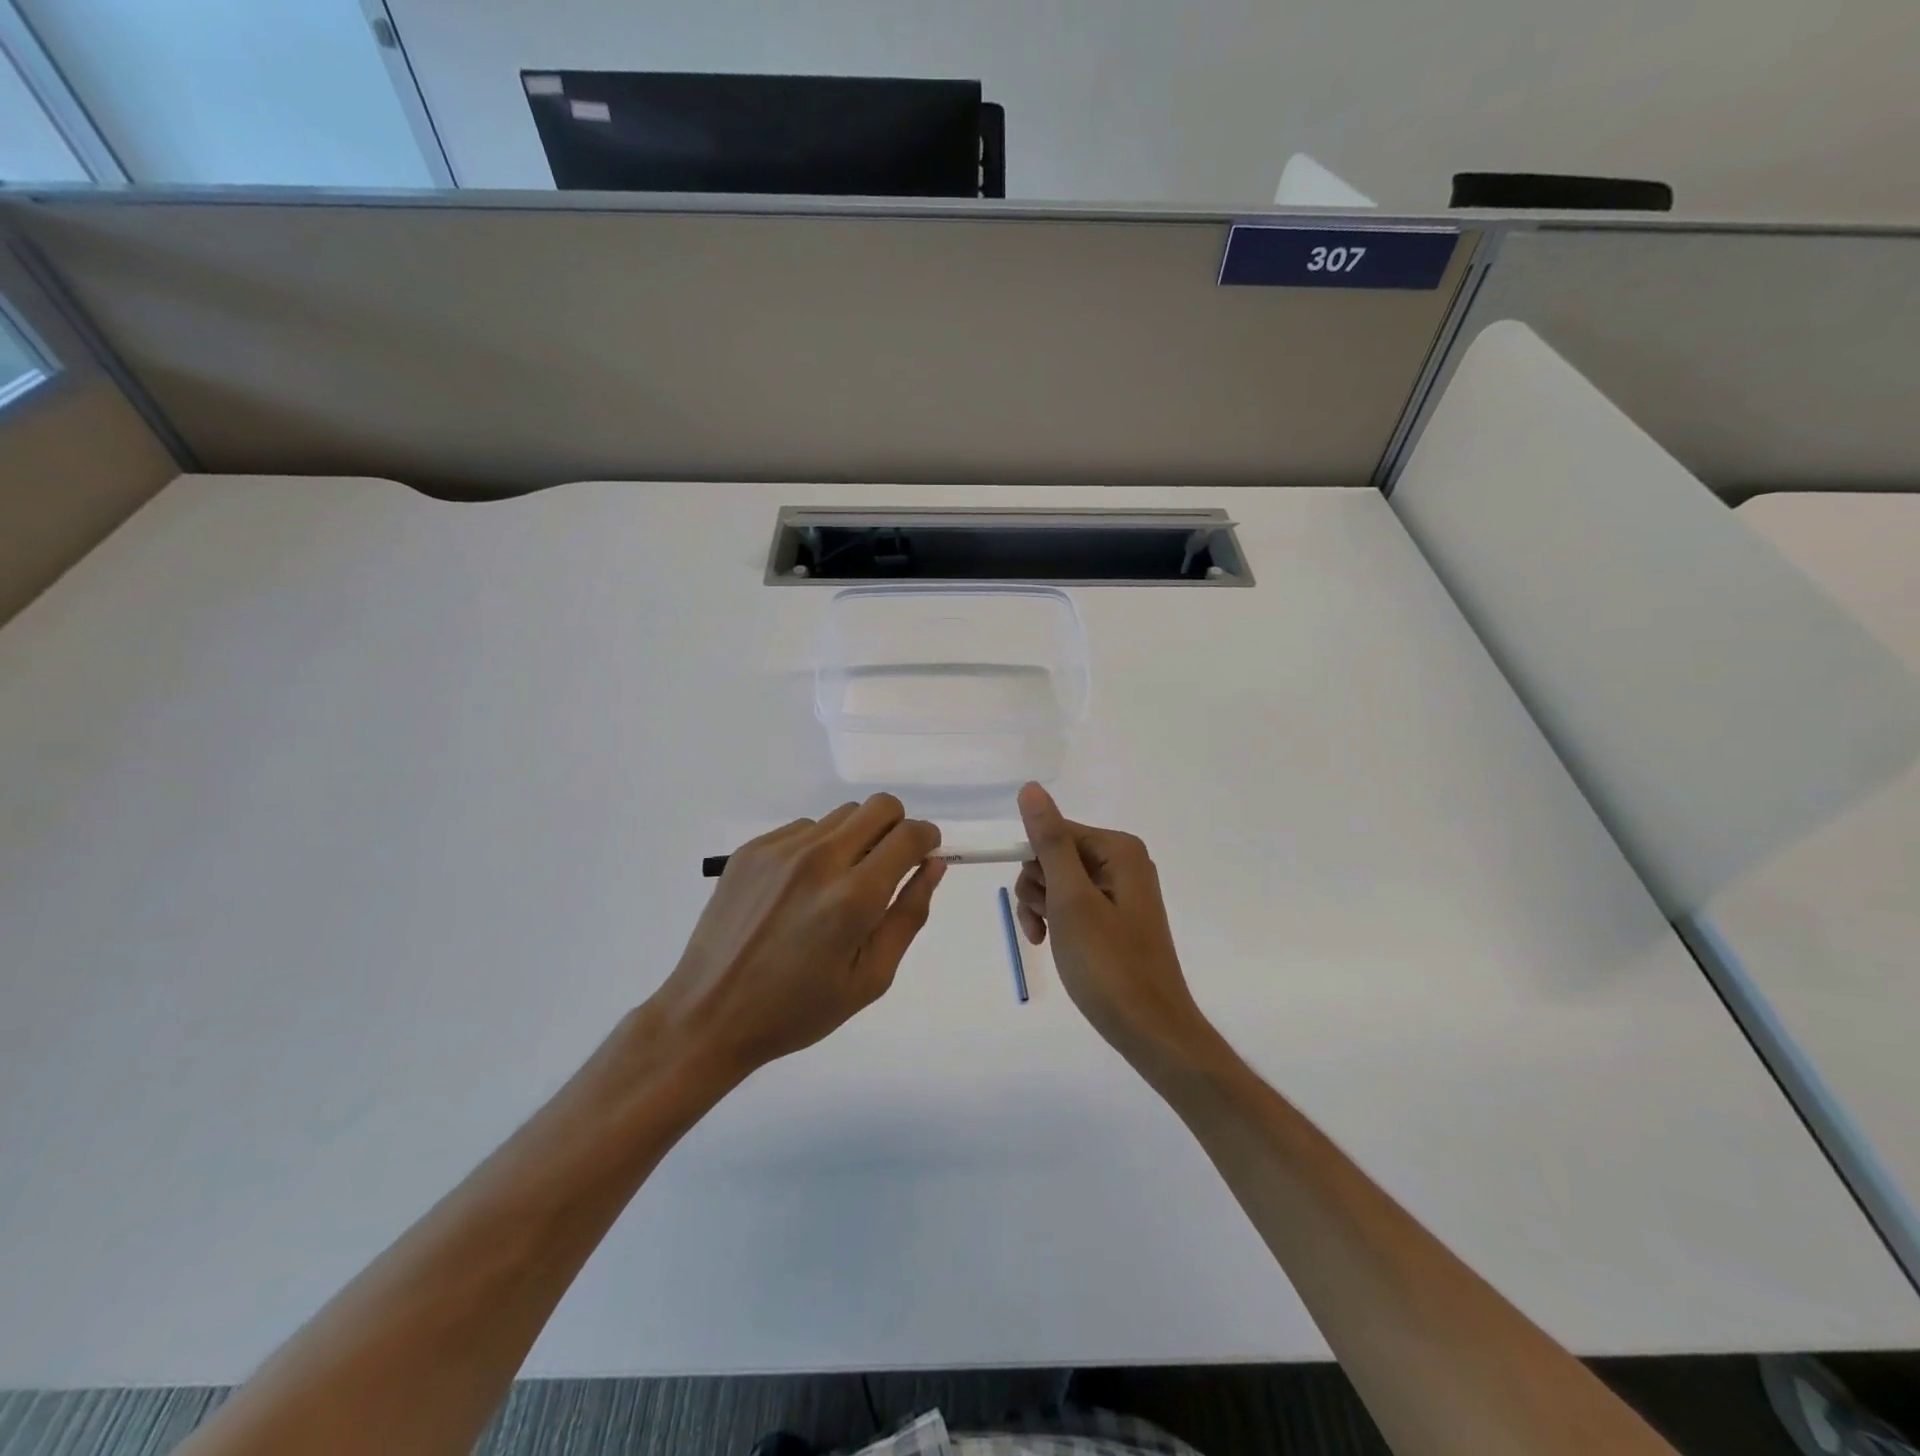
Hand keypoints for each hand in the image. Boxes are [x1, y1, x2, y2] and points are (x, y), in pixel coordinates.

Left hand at [649, 795, 944, 1079]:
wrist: (709, 1013)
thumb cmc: (798, 1008)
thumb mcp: (870, 977)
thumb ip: (908, 915)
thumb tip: (932, 866)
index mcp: (854, 897)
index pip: (909, 835)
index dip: (927, 839)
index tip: (924, 856)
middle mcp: (819, 859)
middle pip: (879, 807)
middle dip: (896, 828)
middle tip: (886, 867)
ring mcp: (781, 850)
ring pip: (842, 816)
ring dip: (855, 838)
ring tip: (837, 885)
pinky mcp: (752, 849)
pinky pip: (804, 829)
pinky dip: (817, 848)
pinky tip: (799, 890)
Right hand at [1014, 784, 1216, 1073]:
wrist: (1151, 1031)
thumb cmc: (1108, 964)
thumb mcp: (1071, 899)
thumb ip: (1050, 842)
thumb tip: (1031, 789)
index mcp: (1119, 850)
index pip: (1055, 832)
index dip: (1035, 863)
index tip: (1036, 899)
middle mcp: (1123, 863)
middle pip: (1056, 855)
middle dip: (1038, 888)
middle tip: (1044, 923)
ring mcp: (1120, 892)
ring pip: (1058, 881)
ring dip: (1041, 907)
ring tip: (1046, 939)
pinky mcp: (1115, 919)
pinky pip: (1072, 905)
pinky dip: (1055, 921)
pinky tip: (1049, 944)